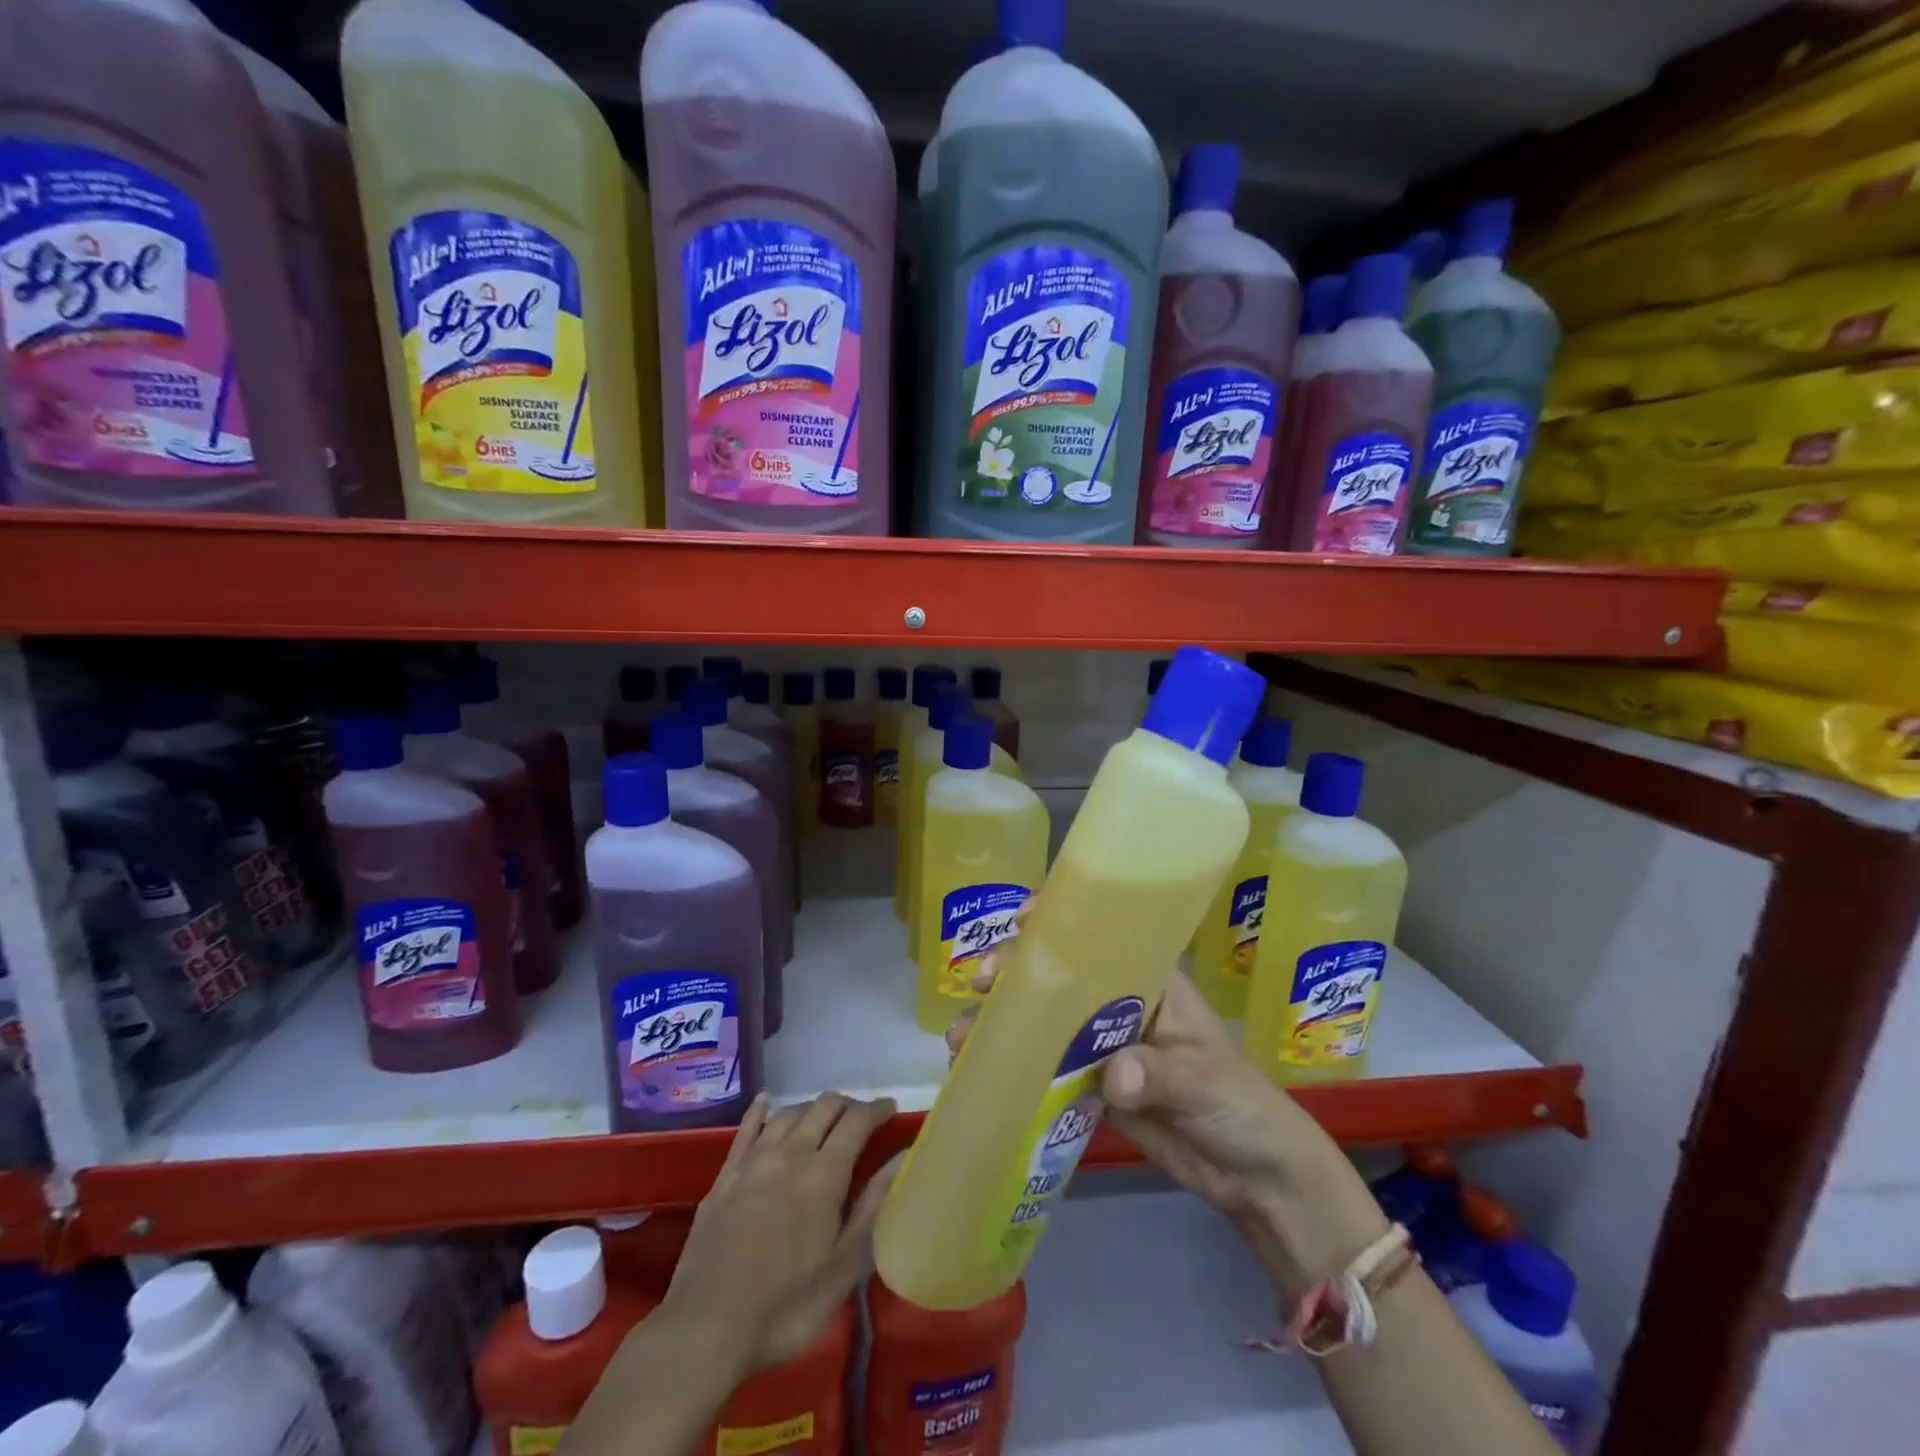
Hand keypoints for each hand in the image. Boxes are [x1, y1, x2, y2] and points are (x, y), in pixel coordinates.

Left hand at [656, 1092, 897, 1377]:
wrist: (705, 1328)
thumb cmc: (785, 1307)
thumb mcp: (842, 1266)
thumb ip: (872, 1205)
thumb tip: (901, 1158)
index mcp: (824, 1174)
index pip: (857, 1121)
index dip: (877, 1109)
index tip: (891, 1109)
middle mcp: (790, 1153)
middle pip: (823, 1107)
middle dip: (847, 1105)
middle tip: (861, 1120)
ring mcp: (753, 1161)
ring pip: (788, 1112)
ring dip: (811, 1108)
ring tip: (823, 1120)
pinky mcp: (725, 1176)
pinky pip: (746, 1128)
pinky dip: (761, 1110)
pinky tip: (766, 1103)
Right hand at [949, 944, 1385, 1297]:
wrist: (1251, 1174)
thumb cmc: (1239, 1103)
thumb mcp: (1204, 1080)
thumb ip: (1159, 1074)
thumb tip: (1114, 1076)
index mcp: (1147, 981)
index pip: (1100, 937)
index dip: (1059, 921)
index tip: (1022, 918)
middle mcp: (1117, 1004)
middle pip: (1059, 976)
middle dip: (1016, 972)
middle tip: (981, 984)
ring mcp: (1100, 1046)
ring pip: (1044, 1021)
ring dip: (1003, 1022)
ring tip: (963, 1036)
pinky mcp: (1091, 1087)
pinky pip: (1046, 1070)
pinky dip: (1014, 1067)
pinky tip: (978, 1070)